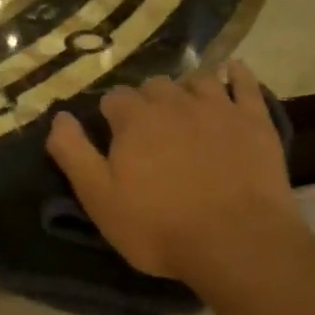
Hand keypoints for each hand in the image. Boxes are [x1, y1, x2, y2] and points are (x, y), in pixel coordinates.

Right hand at [46, 63, 305, 288]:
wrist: (237, 241)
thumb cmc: (160, 227)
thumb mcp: (100, 199)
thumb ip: (74, 154)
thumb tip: (59, 117)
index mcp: (134, 119)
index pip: (114, 99)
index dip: (112, 117)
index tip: (115, 138)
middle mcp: (174, 101)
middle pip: (154, 86)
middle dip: (148, 103)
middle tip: (151, 132)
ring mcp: (218, 107)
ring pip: (197, 80)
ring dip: (186, 89)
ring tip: (186, 109)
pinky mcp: (254, 120)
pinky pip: (245, 83)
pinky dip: (236, 75)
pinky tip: (232, 73)